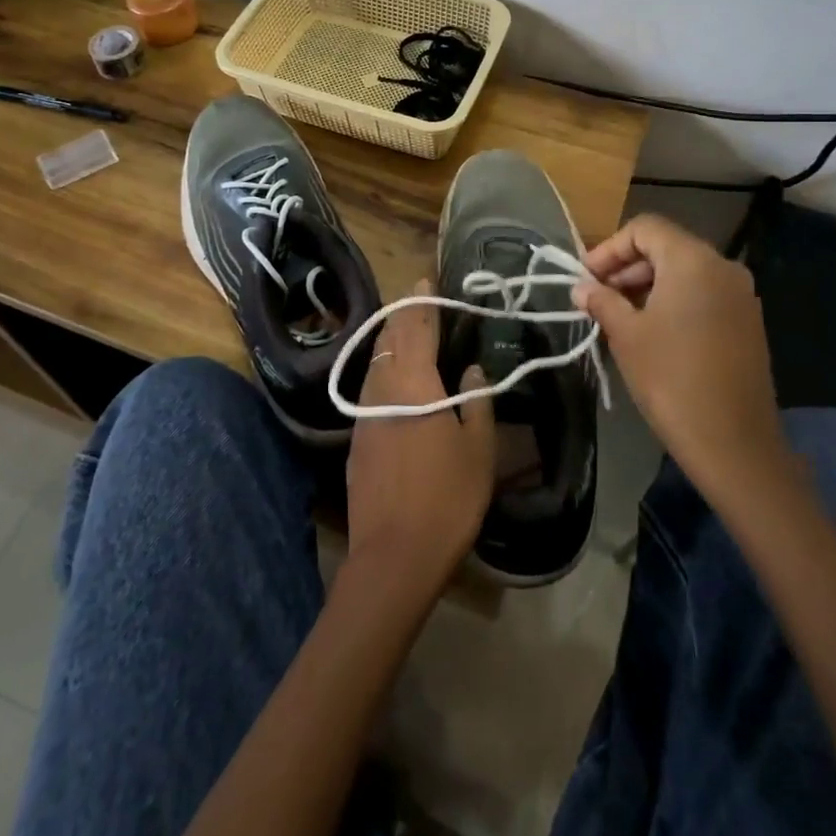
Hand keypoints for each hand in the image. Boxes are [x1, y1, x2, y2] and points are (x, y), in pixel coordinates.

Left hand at [344, 279, 494, 603]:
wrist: (394, 555)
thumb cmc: (448, 497)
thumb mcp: (479, 449)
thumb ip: (477, 402)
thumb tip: (472, 370)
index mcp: (415, 382)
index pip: (417, 327)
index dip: (423, 302)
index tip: (426, 280)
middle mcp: (382, 387)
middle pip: (389, 338)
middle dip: (403, 315)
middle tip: (419, 301)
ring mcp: (364, 413)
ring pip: (375, 361)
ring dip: (390, 340)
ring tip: (406, 332)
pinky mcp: (356, 438)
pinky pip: (369, 386)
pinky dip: (383, 369)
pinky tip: (394, 380)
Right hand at [573, 214, 786, 506]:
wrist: (734, 443)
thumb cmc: (671, 379)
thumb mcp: (626, 335)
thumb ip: (602, 301)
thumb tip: (582, 288)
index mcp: (693, 260)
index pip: (645, 229)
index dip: (609, 248)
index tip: (586, 278)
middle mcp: (722, 267)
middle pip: (666, 247)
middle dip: (626, 267)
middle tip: (597, 298)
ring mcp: (741, 295)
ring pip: (685, 272)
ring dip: (647, 286)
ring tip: (618, 317)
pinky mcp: (747, 322)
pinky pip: (703, 295)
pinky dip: (673, 301)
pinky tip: (651, 332)